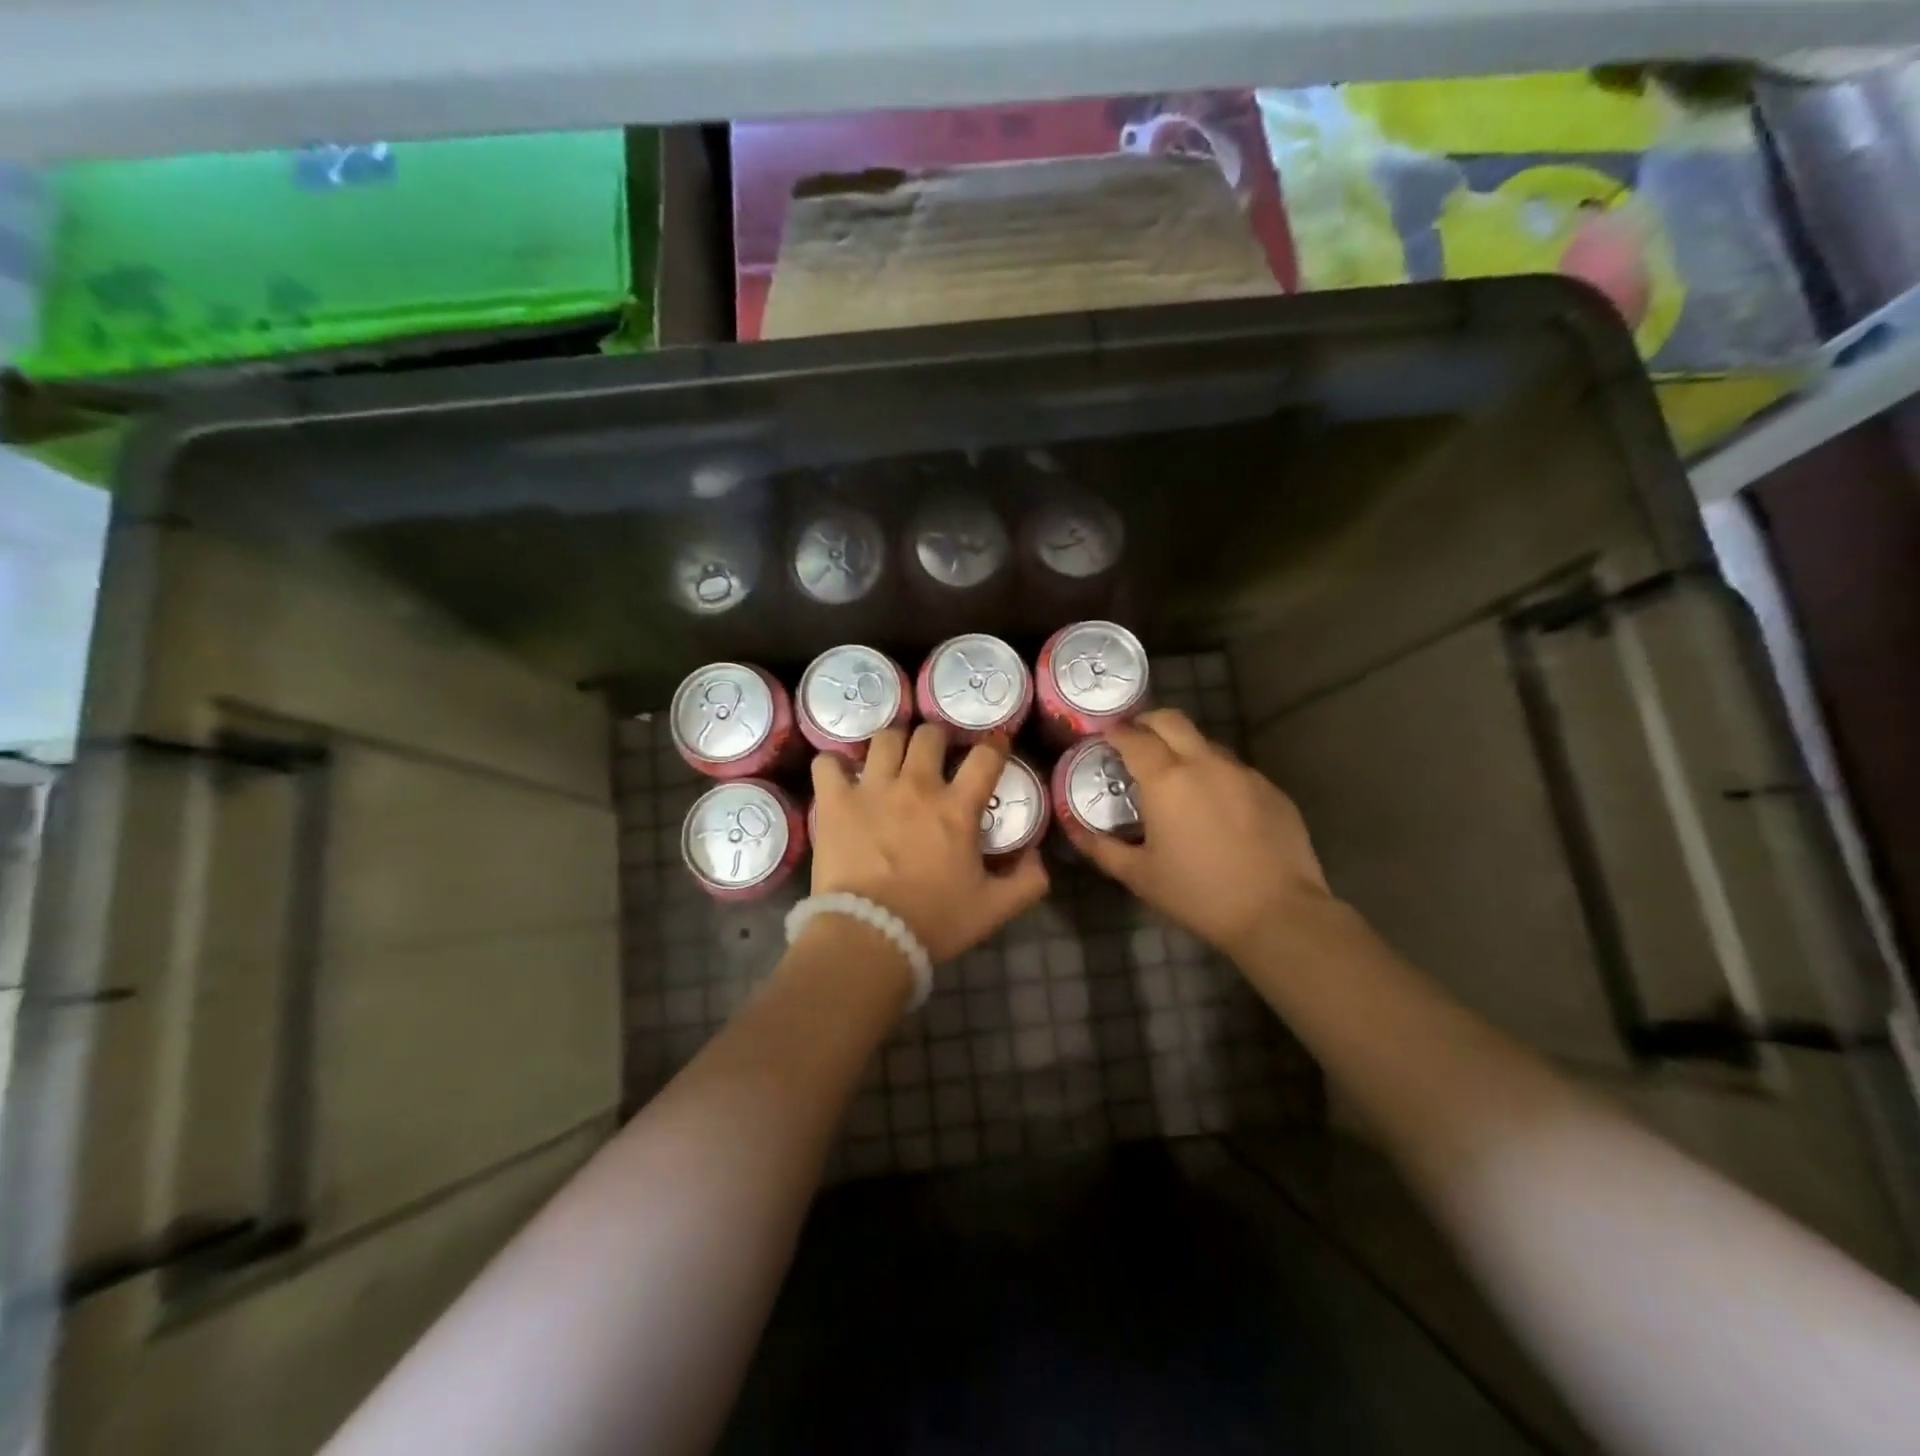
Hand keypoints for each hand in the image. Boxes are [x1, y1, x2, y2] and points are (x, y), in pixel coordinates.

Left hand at [810, 725, 1048, 962]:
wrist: (869, 937)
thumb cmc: (934, 921)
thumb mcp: (994, 908)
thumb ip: (1028, 881)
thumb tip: (1038, 856)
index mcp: (957, 807)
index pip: (985, 756)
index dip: (994, 745)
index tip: (994, 747)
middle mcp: (916, 785)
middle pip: (930, 734)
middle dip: (938, 739)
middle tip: (935, 757)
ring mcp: (872, 789)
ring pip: (885, 738)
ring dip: (893, 743)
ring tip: (892, 759)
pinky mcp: (835, 801)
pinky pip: (828, 763)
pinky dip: (834, 765)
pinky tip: (841, 776)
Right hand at [1061, 709, 1331, 957]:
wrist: (1277, 913)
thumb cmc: (1197, 894)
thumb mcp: (1138, 875)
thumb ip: (1100, 846)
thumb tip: (1072, 827)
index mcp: (1166, 779)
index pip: (1133, 736)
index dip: (1114, 733)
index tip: (1104, 740)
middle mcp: (1205, 763)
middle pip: (1171, 720)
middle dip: (1147, 723)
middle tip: (1134, 743)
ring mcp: (1243, 772)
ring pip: (1205, 743)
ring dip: (1183, 748)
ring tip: (1175, 779)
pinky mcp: (1271, 788)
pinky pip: (1234, 769)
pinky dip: (1214, 775)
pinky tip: (1215, 807)